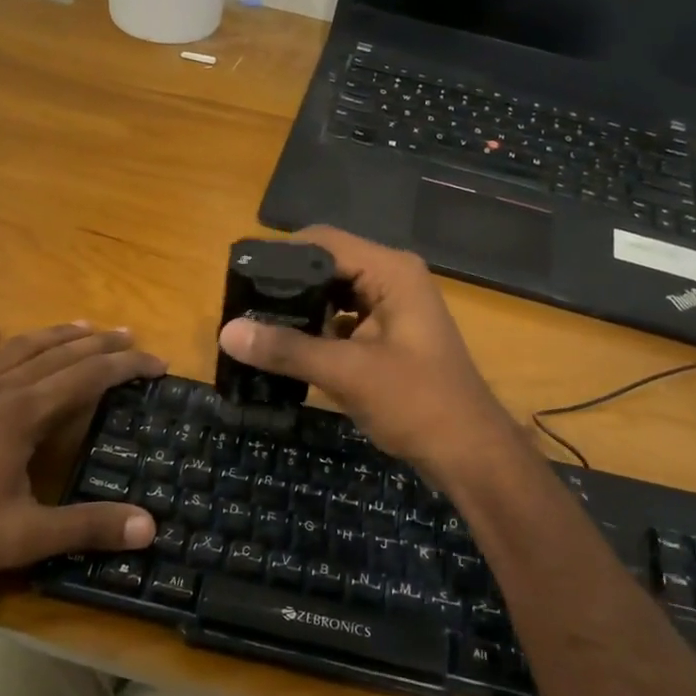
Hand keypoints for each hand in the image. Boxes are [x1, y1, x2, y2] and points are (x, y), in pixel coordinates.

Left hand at [0, 321, 166, 585]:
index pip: (88, 377)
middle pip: (58, 355)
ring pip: (16, 351)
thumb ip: (87, 528)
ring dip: (52, 336)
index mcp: (23, 415)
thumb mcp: (24, 537)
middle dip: (98, 344)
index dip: (126, 366)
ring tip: (81, 326)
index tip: (157, 363)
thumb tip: (149, 527)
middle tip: (130, 336)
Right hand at [218, 226, 520, 486]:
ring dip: (300, 311)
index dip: (280, 255)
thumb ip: (287, 349)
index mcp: (390, 271)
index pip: (323, 242)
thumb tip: (227, 332)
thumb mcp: (347, 373)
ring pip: (333, 295)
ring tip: (255, 326)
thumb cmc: (417, 403)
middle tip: (241, 306)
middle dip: (286, 286)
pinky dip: (316, 332)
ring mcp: (392, 307)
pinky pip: (342, 321)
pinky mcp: (387, 335)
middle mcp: (392, 278)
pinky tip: (286, 350)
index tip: (240, 278)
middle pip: (326, 266)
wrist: (469, 453)